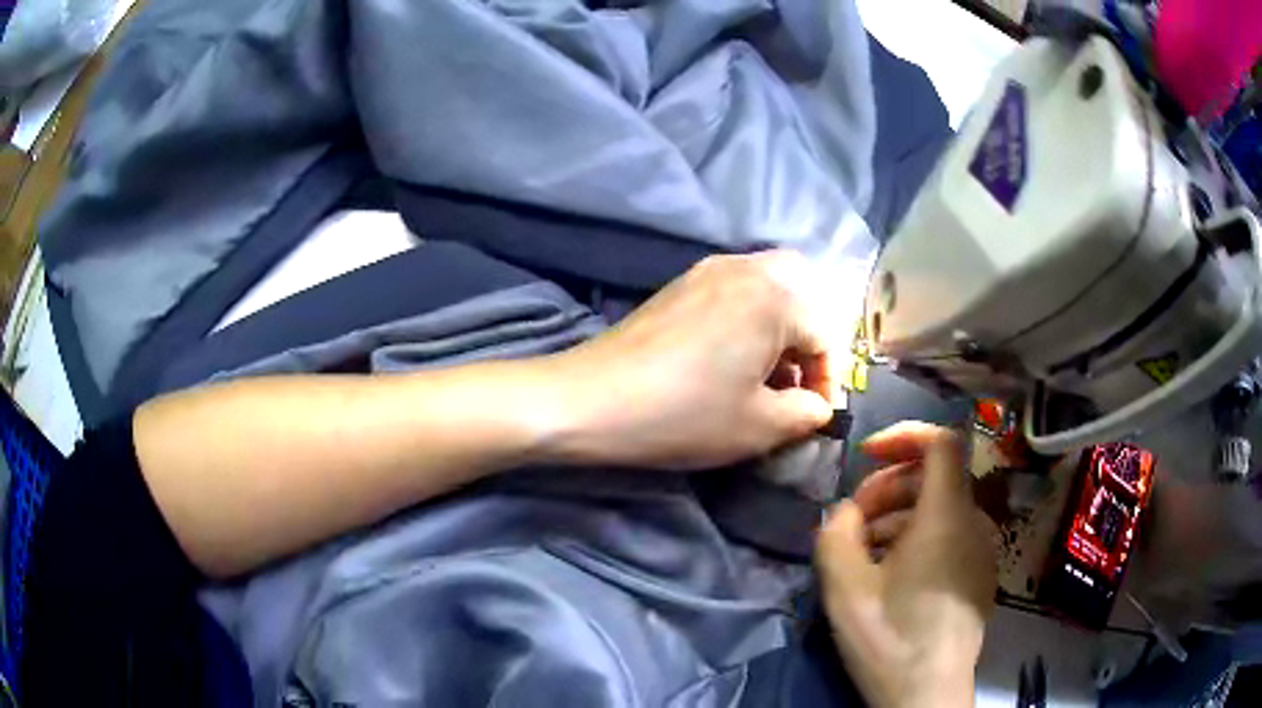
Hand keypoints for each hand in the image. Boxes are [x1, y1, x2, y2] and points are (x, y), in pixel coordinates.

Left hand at [547, 251, 837, 469]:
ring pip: (766, 289)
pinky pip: (733, 291)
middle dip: (805, 342)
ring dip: (777, 329)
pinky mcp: (678, 284)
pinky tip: (725, 360)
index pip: (824, 336)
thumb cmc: (685, 414)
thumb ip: (807, 413)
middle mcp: (746, 268)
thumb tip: (818, 405)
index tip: (815, 415)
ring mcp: (707, 270)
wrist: (592, 399)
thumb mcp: (761, 426)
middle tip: (791, 384)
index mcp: (776, 297)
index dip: (828, 380)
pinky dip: (746, 319)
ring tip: (760, 377)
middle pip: (800, 295)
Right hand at [816, 422, 996, 707]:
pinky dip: (917, 539)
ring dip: (897, 517)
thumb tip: (845, 512)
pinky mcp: (979, 575)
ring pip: (940, 510)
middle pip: (935, 478)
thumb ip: (836, 533)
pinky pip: (950, 536)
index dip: (903, 435)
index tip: (866, 456)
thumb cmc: (890, 639)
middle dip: (888, 488)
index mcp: (948, 517)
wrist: (927, 695)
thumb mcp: (845, 588)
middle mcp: (974, 524)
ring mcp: (982, 551)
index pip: (942, 442)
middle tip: (852, 521)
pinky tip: (890, 575)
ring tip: (863, 553)